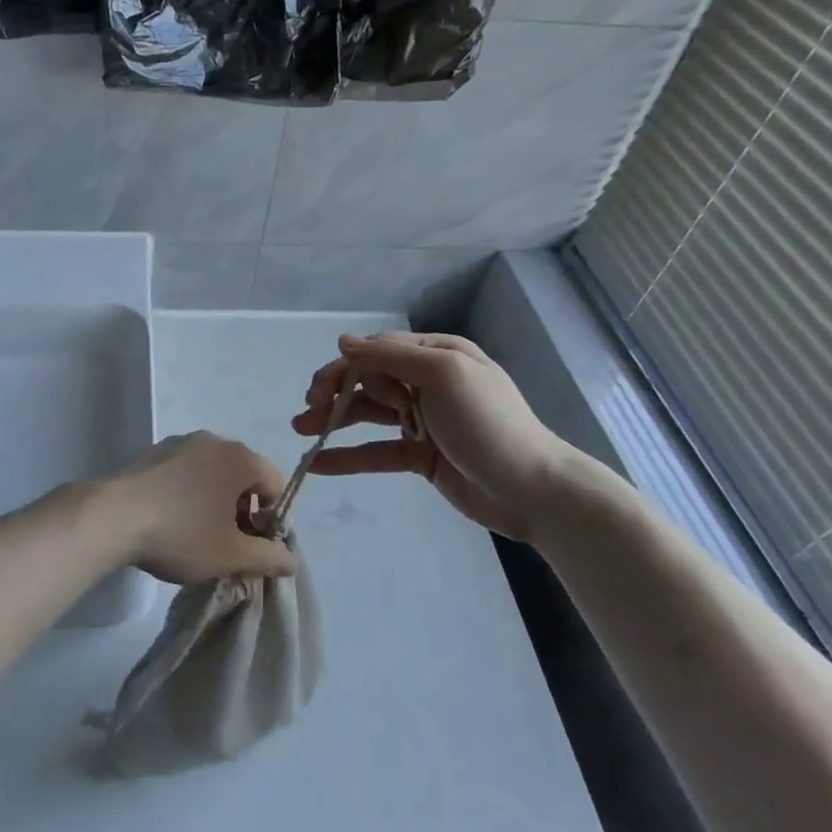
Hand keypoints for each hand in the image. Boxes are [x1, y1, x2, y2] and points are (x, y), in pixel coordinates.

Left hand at [95, 432, 295, 584]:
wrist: (113, 517)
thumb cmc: (182, 533)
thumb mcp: (231, 555)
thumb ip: (268, 557)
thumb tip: (291, 559)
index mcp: (240, 457)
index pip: (276, 485)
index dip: (273, 519)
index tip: (254, 547)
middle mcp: (213, 441)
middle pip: (243, 476)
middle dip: (243, 511)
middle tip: (228, 545)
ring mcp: (180, 443)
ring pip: (212, 474)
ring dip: (215, 502)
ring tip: (197, 536)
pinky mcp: (152, 453)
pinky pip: (184, 473)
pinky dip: (188, 493)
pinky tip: (170, 520)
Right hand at [292, 332, 574, 539]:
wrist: (532, 490)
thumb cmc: (488, 424)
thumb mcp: (443, 375)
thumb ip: (392, 356)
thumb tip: (344, 341)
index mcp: (437, 355)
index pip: (378, 351)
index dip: (346, 367)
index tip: (321, 388)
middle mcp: (427, 383)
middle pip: (368, 381)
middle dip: (334, 392)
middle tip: (306, 408)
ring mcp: (423, 420)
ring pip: (367, 415)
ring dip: (333, 420)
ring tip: (299, 430)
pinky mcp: (420, 455)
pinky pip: (377, 451)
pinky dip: (348, 456)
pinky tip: (318, 463)